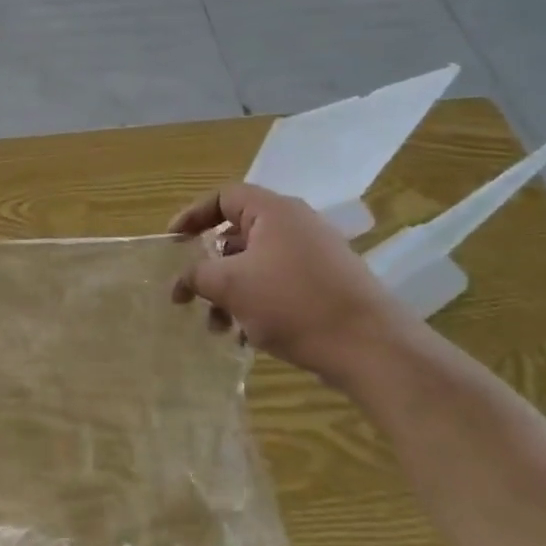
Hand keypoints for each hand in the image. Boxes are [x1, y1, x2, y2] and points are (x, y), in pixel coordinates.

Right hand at [168, 183, 405, 383]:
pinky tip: (246, 338)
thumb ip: (197, 276)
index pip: (223, 197)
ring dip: (230, 292)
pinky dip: (256, 303)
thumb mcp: (231, 286)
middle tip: (190, 292)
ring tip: (217, 327)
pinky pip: (279, 284)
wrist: (373, 348)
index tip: (172, 243)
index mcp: (273, 211)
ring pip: (257, 264)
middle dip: (209, 266)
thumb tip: (180, 280)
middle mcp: (295, 224)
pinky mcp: (328, 284)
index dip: (192, 216)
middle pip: (238, 234)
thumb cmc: (294, 303)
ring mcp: (315, 255)